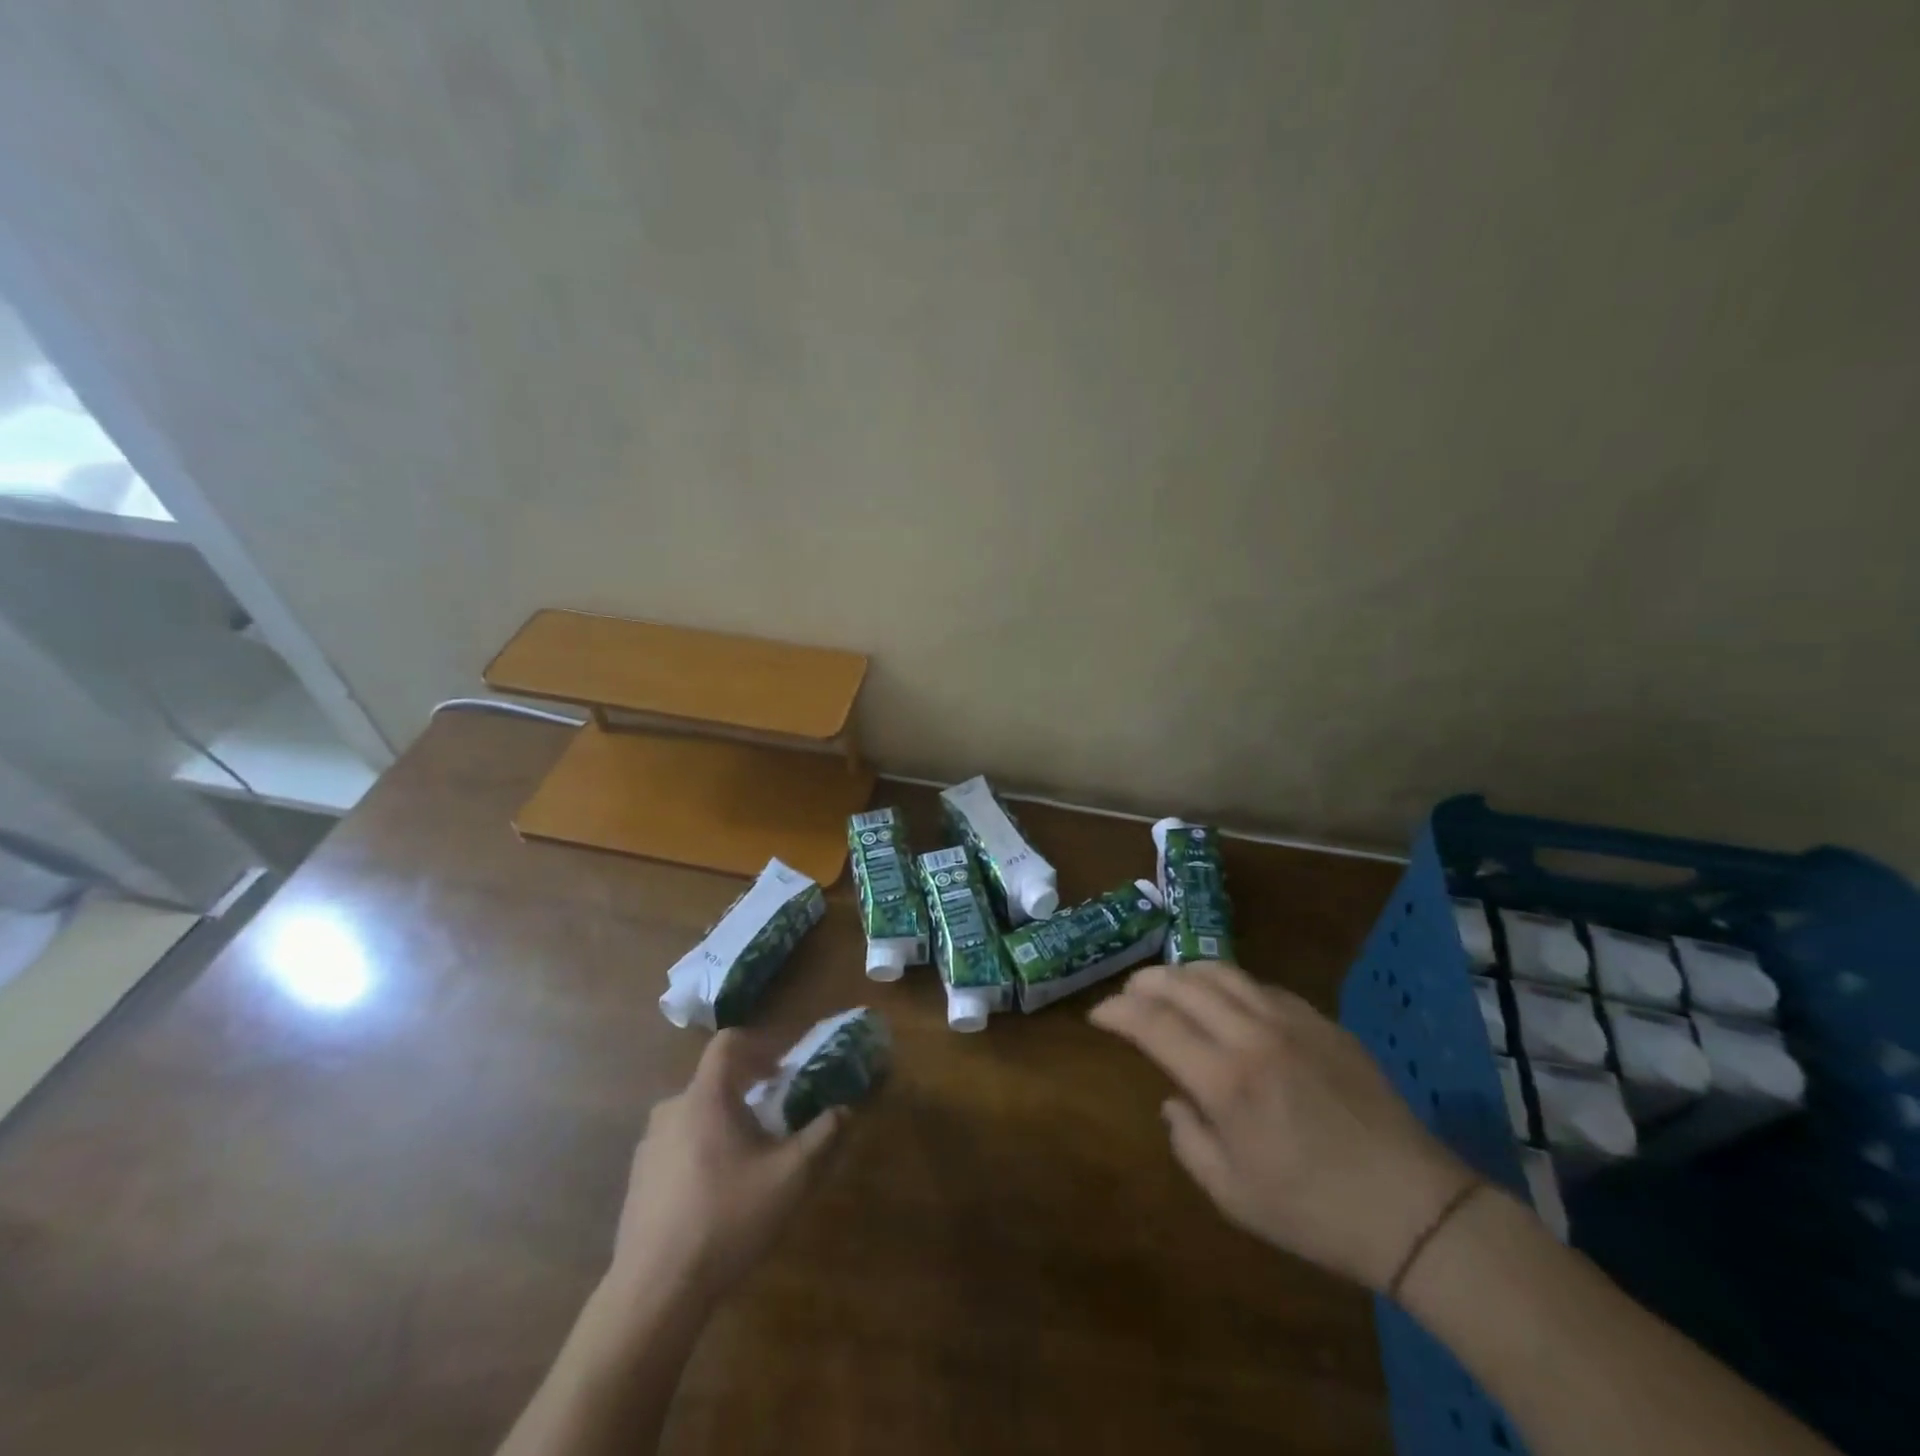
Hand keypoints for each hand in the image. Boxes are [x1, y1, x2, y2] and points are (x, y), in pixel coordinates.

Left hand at [609, 1030, 845, 1304]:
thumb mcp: (790, 1177)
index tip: (783, 1070)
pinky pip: (676, 1147)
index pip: (728, 1043)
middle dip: (748, 1092)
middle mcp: (671, 1110)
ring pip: (695, 1116)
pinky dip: (701, 1152)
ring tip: (749, 1160)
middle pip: (714, 1082)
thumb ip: (823, 1136)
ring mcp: (648, 1146)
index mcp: (705, 1097)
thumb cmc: (727, 1218)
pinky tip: (717, 1195)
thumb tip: (845, 1110)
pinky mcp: (637, 1181)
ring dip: (724, 1124)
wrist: (655, 1290)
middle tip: (775, 1119)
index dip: (760, 1046)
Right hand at [1090, 961, 1475, 1290]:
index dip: (1116, 1012)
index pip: (1152, 1023)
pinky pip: (1262, 986)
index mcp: (1225, 1080)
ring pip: (1223, 972)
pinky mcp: (1322, 1022)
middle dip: (1145, 983)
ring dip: (1185, 972)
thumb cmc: (1314, 1212)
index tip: (1098, 1015)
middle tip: (1128, 995)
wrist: (1414, 1209)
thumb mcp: (1232, 1196)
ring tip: (1169, 985)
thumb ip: (1188, 1141)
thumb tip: (1174, 1101)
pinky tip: (1228, 1004)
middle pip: (1183, 983)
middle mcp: (1252, 1035)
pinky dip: (1230, 985)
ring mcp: (1292, 1021)